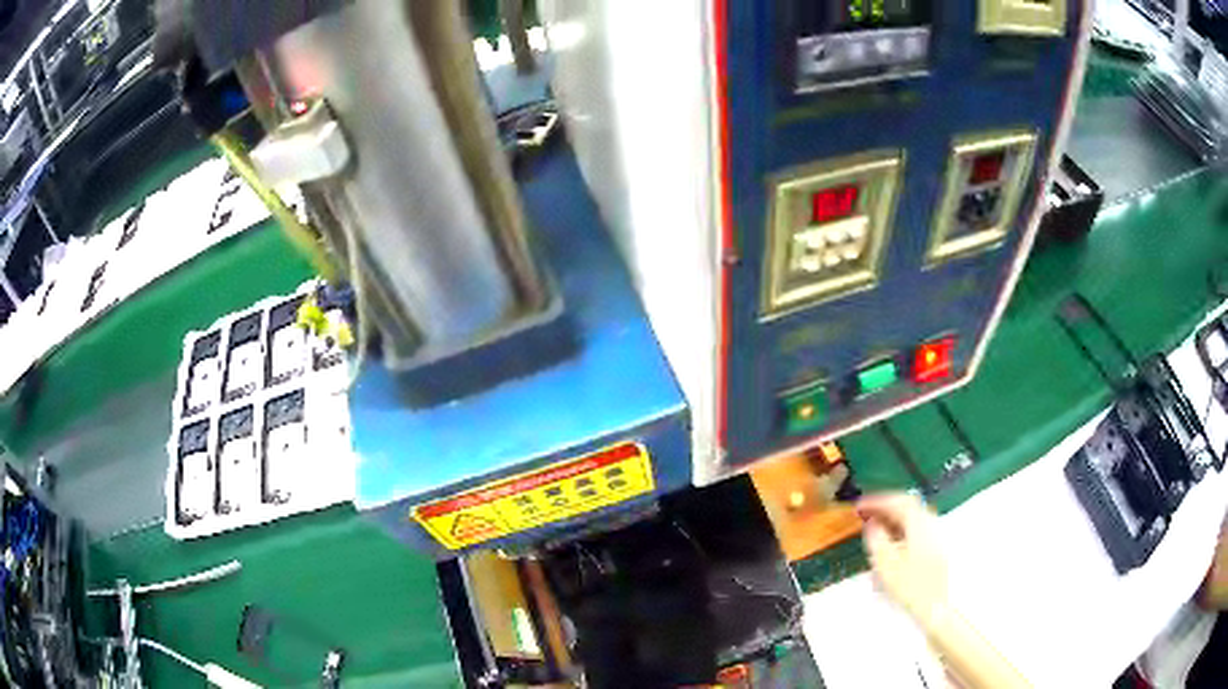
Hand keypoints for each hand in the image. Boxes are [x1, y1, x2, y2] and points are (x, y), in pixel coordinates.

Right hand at [858, 493, 948, 623]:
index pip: (898, 502)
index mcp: (919, 524)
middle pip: (908, 504)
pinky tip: (892, 538)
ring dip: (894, 515)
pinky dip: (902, 525)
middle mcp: (931, 523)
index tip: (859, 505)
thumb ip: (877, 539)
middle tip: (866, 511)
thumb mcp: (886, 564)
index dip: (877, 501)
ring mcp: (936, 533)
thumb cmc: (909, 586)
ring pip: (913, 515)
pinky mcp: (936, 545)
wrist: (934, 606)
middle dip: (886, 505)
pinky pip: (917, 525)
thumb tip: (872, 523)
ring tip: (876, 524)